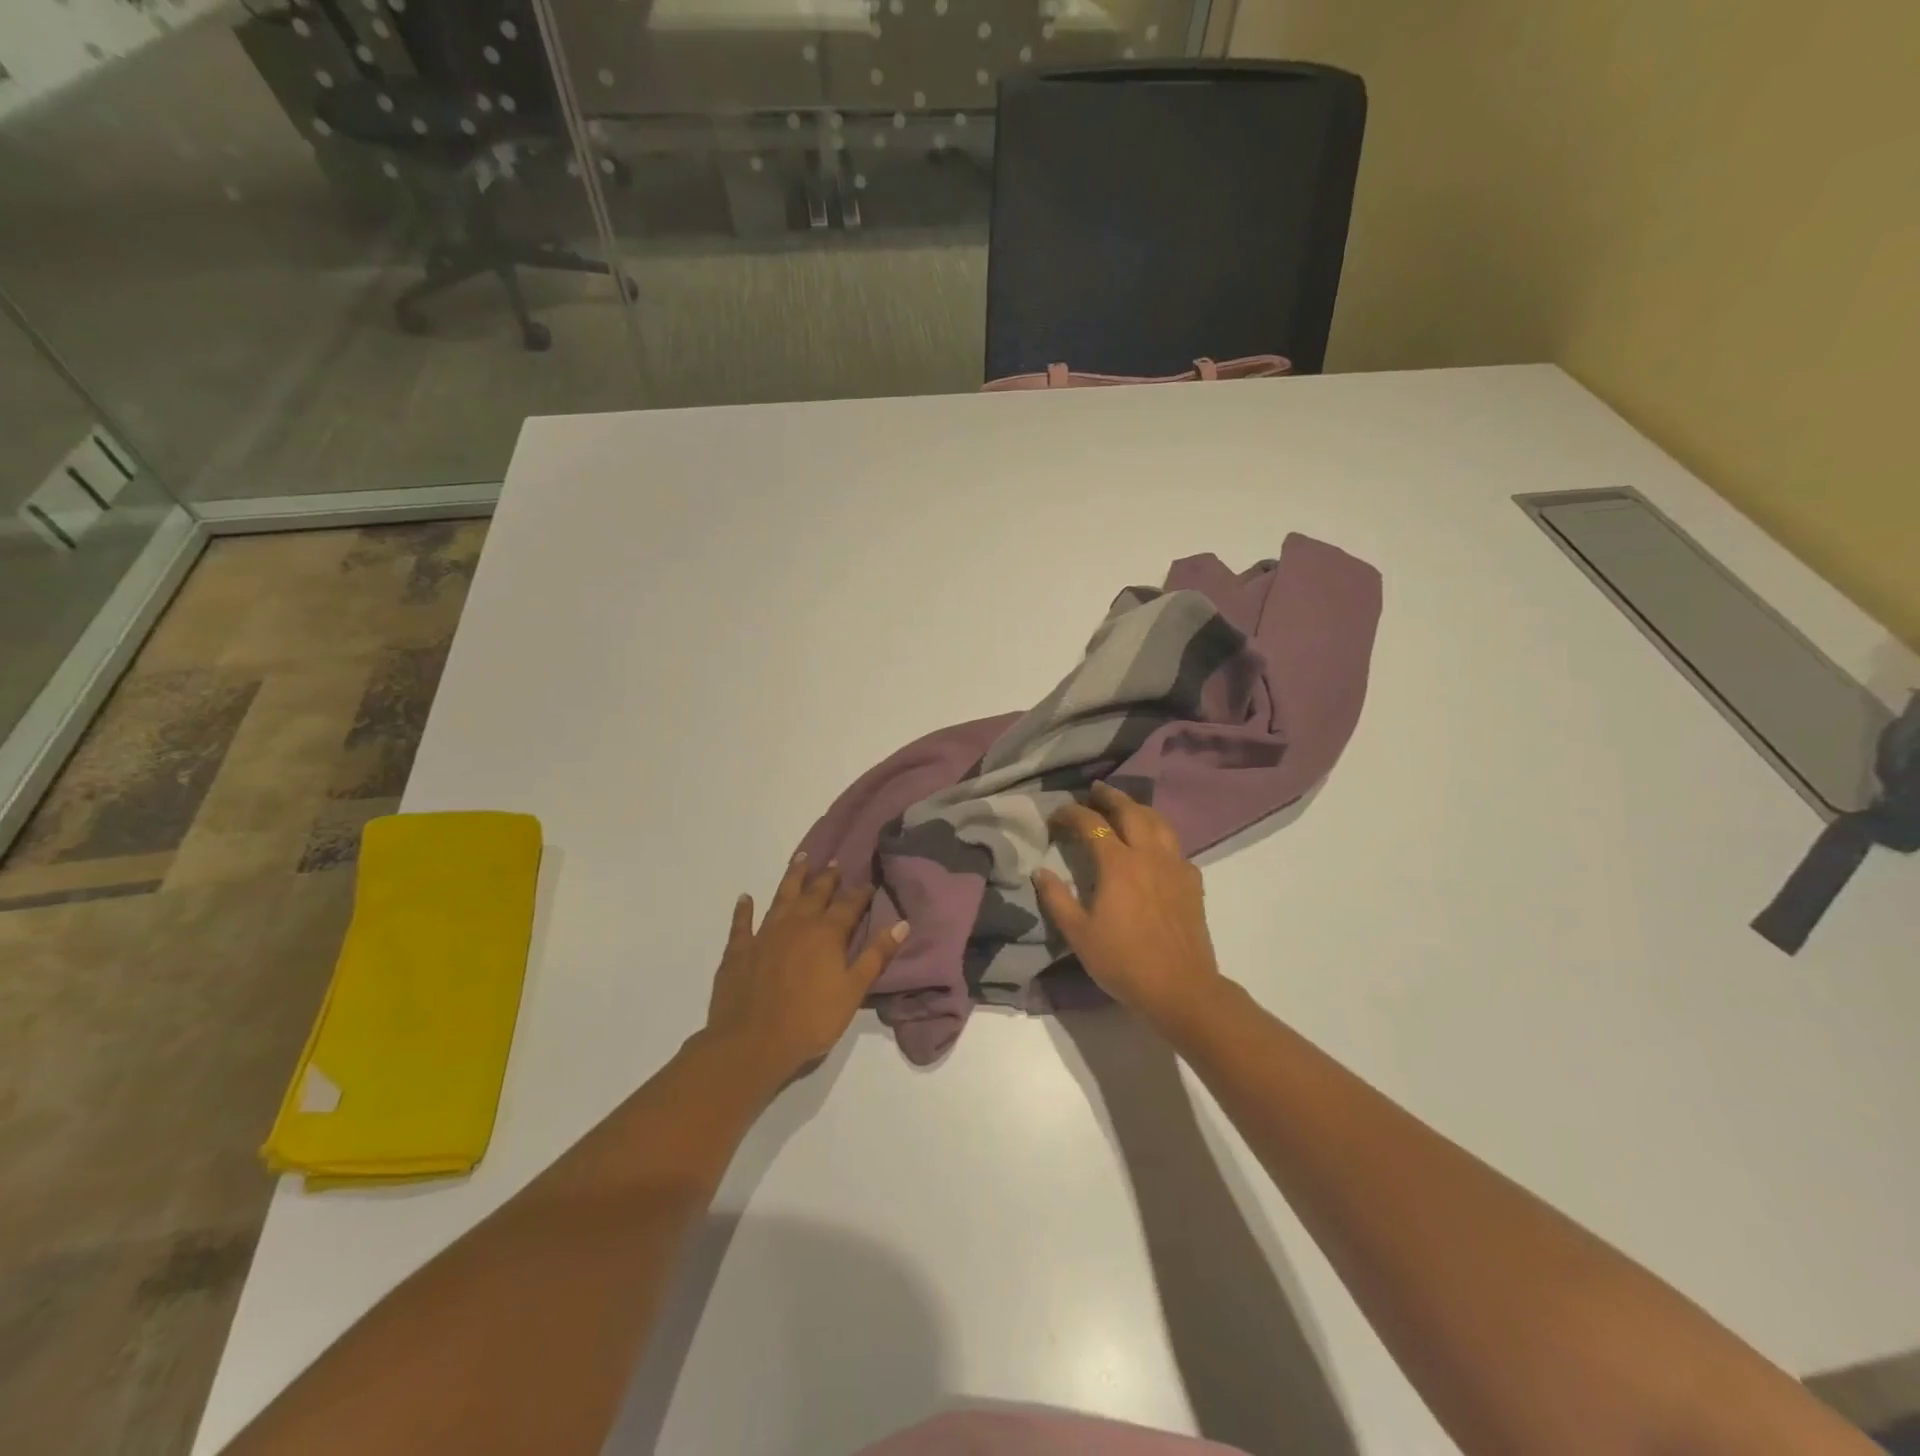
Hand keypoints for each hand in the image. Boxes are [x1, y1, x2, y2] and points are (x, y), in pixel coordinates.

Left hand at [705, 854, 907, 1082]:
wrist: (753, 1043)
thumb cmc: (811, 1019)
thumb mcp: (853, 990)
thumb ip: (876, 955)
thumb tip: (902, 923)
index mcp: (826, 933)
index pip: (849, 905)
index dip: (860, 893)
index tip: (869, 881)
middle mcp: (797, 924)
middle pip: (815, 893)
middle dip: (828, 878)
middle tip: (835, 863)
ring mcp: (765, 934)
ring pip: (782, 897)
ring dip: (792, 877)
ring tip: (801, 859)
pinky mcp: (739, 950)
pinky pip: (741, 923)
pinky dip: (744, 909)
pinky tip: (745, 898)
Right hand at [1034, 781, 1227, 1030]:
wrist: (1180, 988)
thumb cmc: (1123, 962)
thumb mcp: (1078, 934)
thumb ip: (1056, 898)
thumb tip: (1039, 871)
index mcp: (1118, 864)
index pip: (1092, 824)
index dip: (1071, 813)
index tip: (1056, 816)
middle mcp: (1148, 855)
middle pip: (1130, 811)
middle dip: (1110, 796)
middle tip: (1095, 790)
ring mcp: (1175, 865)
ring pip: (1159, 822)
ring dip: (1139, 808)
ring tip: (1126, 807)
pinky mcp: (1192, 881)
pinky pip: (1175, 845)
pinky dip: (1160, 835)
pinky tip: (1154, 847)